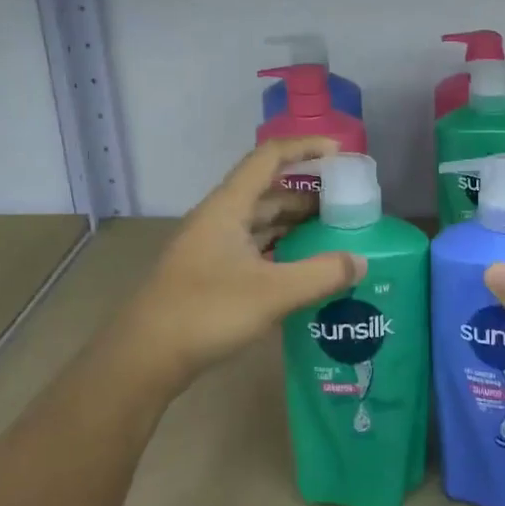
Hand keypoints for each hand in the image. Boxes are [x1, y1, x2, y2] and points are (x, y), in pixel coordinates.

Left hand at [113, 137, 365, 387]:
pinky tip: (302, 268)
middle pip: (267, 192)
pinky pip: (253, 249)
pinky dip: (280, 250)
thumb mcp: (272, 293)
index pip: (269, 158)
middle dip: (307, 193)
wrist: (144, 357)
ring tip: (332, 234)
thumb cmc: (207, 312)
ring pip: (259, 223)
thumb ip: (321, 275)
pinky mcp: (210, 274)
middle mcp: (218, 219)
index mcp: (228, 207)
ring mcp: (211, 247)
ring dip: (294, 224)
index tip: (340, 153)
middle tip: (346, 205)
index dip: (305, 148)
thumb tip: (360, 261)